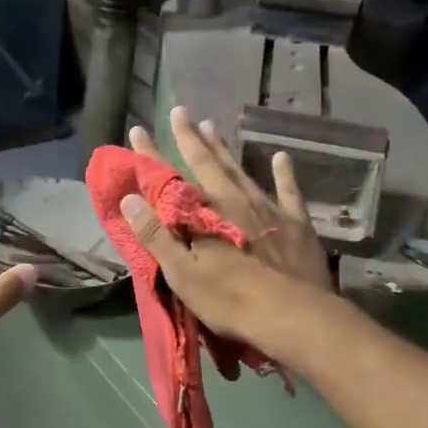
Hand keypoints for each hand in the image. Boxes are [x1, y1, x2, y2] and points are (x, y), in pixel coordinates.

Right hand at [122, 106, 333, 353]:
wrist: (292, 315)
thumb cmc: (229, 299)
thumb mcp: (182, 273)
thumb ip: (156, 235)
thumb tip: (130, 198)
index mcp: (205, 213)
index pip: (170, 178)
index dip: (151, 155)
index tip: (137, 130)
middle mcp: (235, 200)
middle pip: (208, 163)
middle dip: (191, 138)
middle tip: (180, 111)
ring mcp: (268, 209)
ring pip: (242, 170)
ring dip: (225, 149)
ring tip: (213, 127)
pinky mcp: (297, 224)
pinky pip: (289, 191)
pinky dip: (284, 173)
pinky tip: (281, 157)